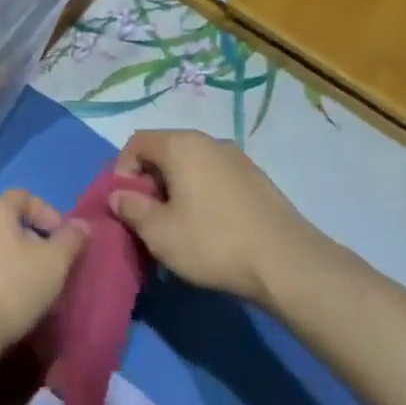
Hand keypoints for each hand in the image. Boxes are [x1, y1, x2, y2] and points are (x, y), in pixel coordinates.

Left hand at [0, 190, 87, 352]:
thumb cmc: (13, 287)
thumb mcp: (55, 262)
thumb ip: (72, 239)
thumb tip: (82, 225)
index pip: (25, 196)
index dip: (49, 214)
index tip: (64, 240)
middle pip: (9, 222)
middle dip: (35, 240)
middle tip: (53, 264)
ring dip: (17, 260)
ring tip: (34, 285)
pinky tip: (11, 300)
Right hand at [110, 130, 322, 303]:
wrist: (287, 262)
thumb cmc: (213, 242)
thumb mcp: (159, 232)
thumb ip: (131, 208)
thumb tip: (119, 195)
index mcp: (182, 145)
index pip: (137, 142)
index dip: (122, 171)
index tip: (126, 205)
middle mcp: (210, 142)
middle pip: (165, 152)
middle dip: (149, 183)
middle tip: (148, 220)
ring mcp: (238, 159)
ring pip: (191, 167)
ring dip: (175, 191)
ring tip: (178, 229)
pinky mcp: (257, 180)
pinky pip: (215, 179)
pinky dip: (201, 196)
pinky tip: (208, 230)